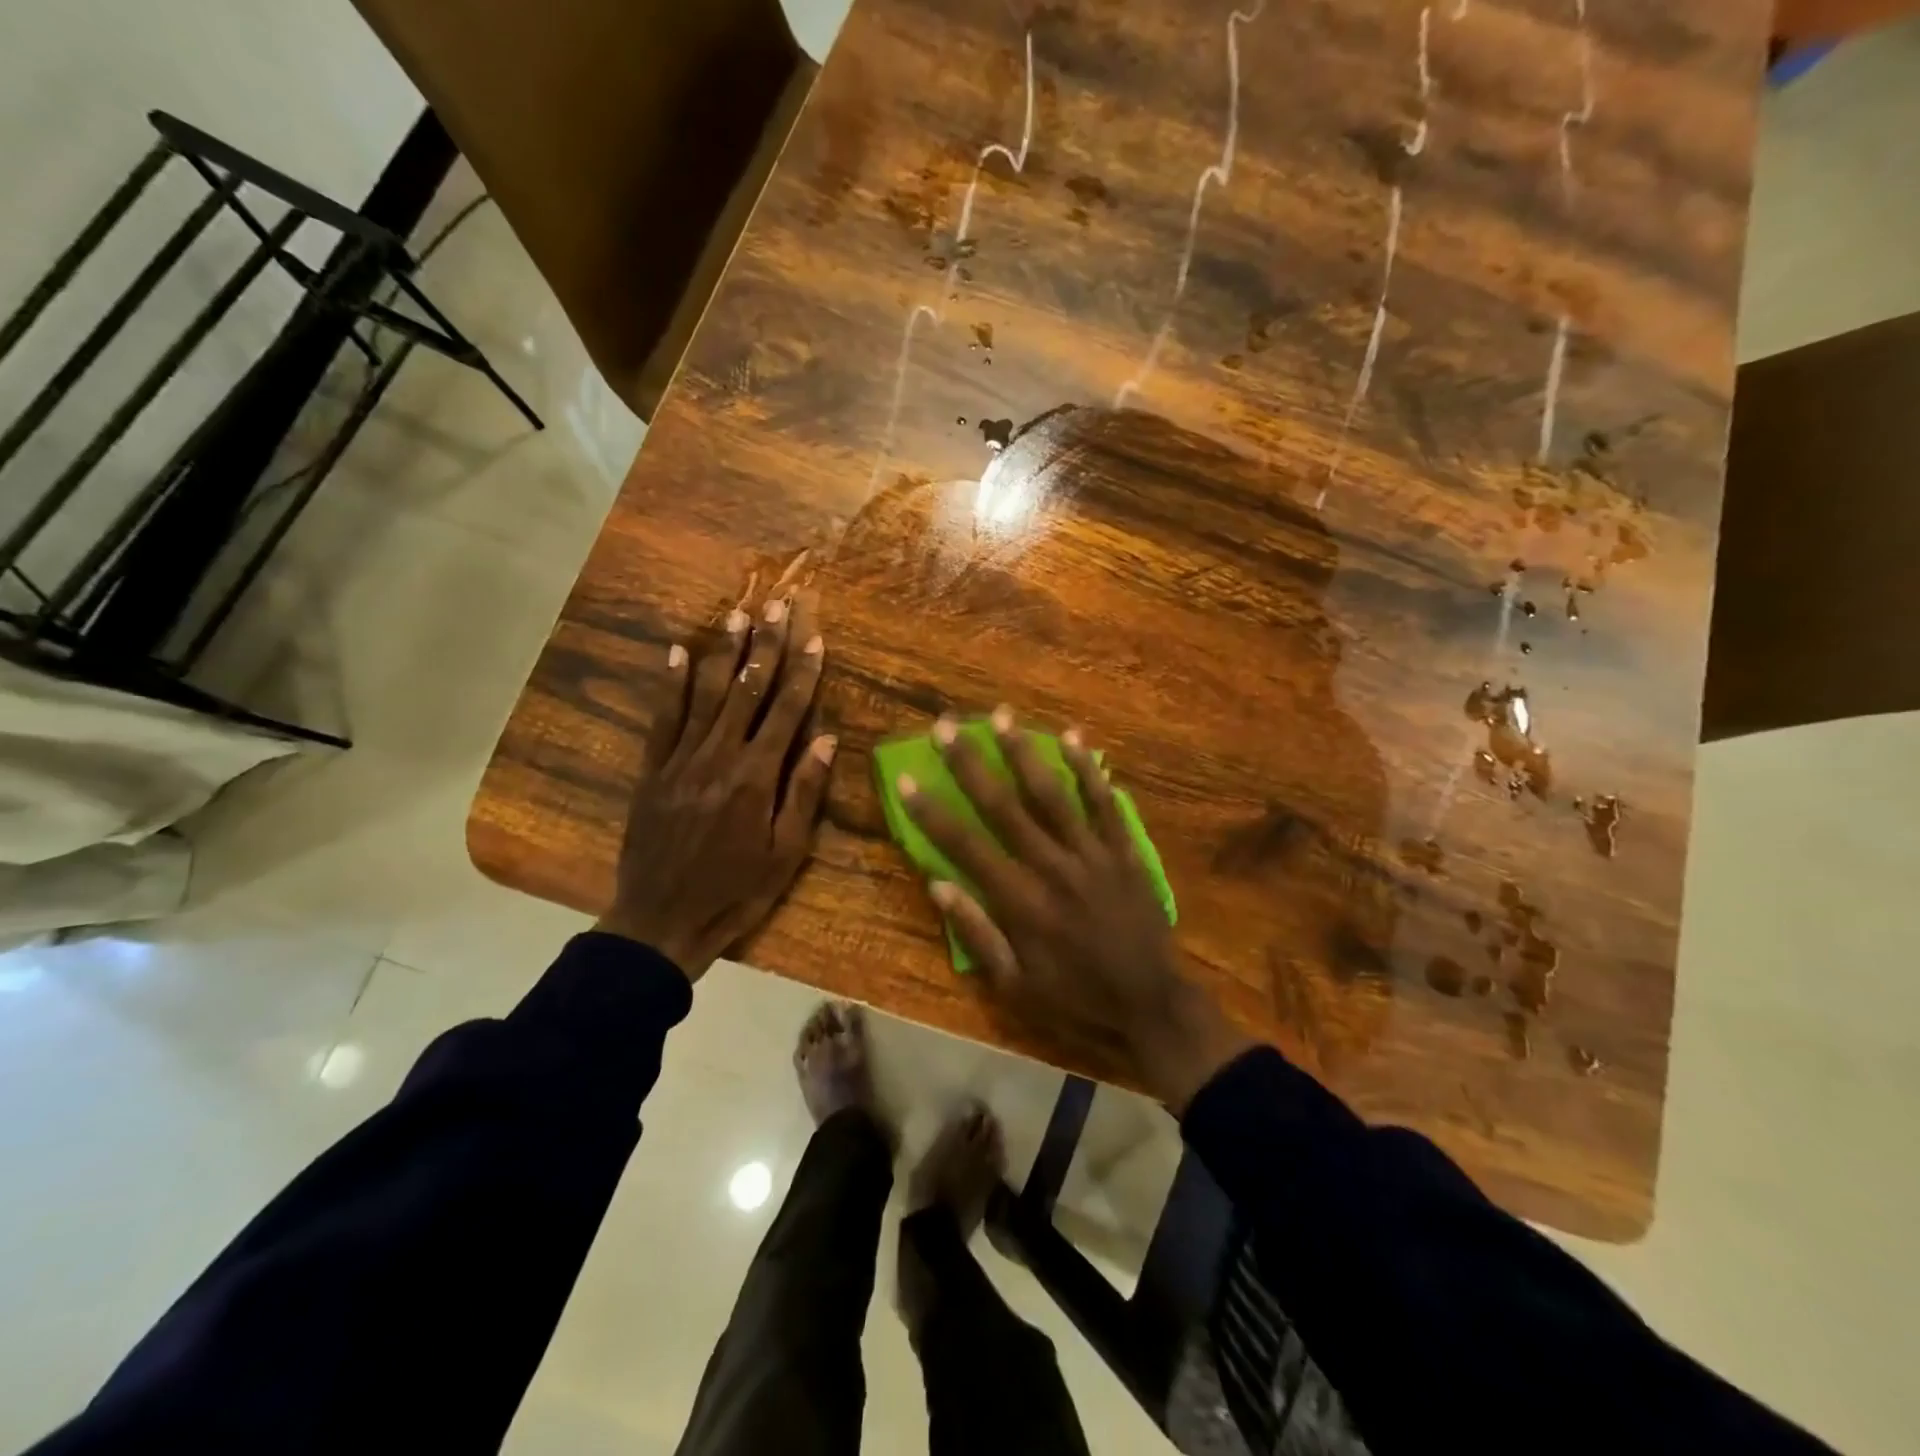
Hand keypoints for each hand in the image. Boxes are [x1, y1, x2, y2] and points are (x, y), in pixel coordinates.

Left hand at [596, 593, 835, 980]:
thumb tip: (826, 738)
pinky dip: (670, 683)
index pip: (786, 711)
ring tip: (738, 614)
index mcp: (756, 777)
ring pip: (706, 694)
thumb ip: (804, 792)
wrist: (660, 922)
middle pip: (747, 690)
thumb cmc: (735, 892)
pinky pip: (662, 718)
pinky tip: (676, 652)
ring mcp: (680, 760)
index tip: (814, 635)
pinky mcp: (652, 771)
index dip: (802, 671)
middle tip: (777, 604)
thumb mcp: (785, 853)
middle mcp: (719, 757)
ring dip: (724, 652)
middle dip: (766, 645)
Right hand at [899, 707, 1252, 1110]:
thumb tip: (938, 886)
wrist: (1151, 1002)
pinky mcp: (1124, 851)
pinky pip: (1104, 803)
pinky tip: (1073, 737)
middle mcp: (1052, 867)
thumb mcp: (1015, 986)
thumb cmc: (1075, 996)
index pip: (966, 846)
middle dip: (971, 763)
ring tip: (1002, 715)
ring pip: (1053, 794)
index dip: (932, 812)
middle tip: (946, 726)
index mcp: (1021, 902)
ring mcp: (1093, 854)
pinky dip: (1088, 770)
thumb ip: (977, 934)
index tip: (907, 779)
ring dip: (1024, 752)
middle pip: (1004, 806)